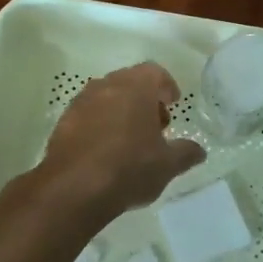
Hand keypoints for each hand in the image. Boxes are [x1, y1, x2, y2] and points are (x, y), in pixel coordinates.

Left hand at [42, 62, 205, 215]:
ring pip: (107, 97)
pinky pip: (89, 114)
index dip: (166, 86)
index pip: (154, 72)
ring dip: (122, 110)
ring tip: (132, 139)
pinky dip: (101, 123)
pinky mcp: (63, 122)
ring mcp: (81, 102)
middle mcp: (106, 86)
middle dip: (145, 98)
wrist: (73, 190)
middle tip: (157, 123)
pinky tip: (107, 150)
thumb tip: (199, 151)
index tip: (173, 103)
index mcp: (135, 87)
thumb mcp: (167, 164)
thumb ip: (186, 153)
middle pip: (130, 82)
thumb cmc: (129, 168)